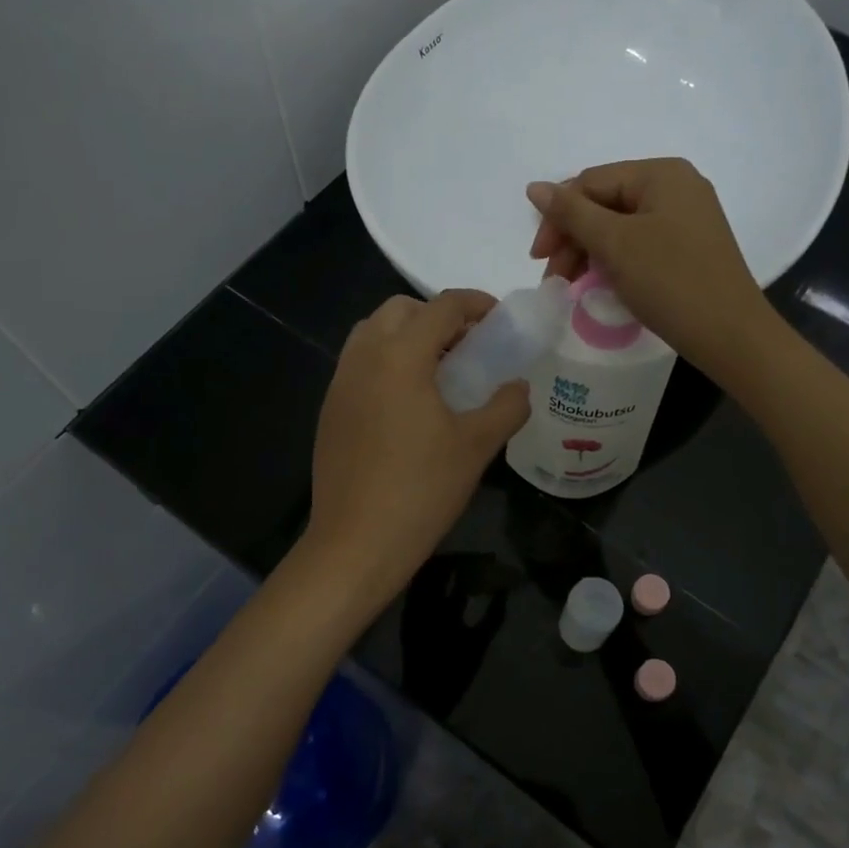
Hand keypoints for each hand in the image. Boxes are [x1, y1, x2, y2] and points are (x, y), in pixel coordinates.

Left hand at [302, 291, 530, 606]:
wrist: (356, 543)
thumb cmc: (422, 489)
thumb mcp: (477, 446)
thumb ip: (506, 406)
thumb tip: (519, 387)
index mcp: (400, 356)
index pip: (441, 306)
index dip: (475, 304)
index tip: (498, 318)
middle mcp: (363, 357)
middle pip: (400, 309)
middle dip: (436, 316)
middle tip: (467, 346)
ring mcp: (340, 383)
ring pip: (372, 332)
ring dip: (407, 336)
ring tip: (438, 371)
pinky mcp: (330, 409)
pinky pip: (359, 363)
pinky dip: (386, 361)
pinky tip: (408, 403)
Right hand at [527, 158, 772, 376]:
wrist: (730, 334)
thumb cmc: (670, 281)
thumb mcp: (614, 244)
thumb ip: (571, 213)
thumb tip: (534, 187)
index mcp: (661, 174)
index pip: (590, 183)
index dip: (558, 217)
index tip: (539, 259)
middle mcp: (676, 187)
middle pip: (605, 203)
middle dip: (573, 238)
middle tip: (553, 278)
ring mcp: (686, 218)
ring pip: (620, 227)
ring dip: (589, 253)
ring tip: (572, 286)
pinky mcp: (688, 247)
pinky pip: (639, 244)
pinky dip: (614, 262)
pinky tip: (601, 284)